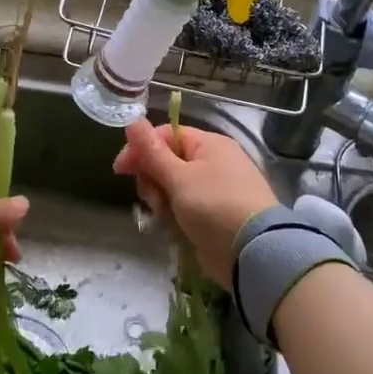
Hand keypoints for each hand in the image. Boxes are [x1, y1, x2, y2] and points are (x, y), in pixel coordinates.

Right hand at [112, 121, 276, 286]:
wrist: (252, 252)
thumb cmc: (215, 205)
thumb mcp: (179, 177)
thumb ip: (153, 152)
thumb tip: (133, 121)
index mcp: (208, 144)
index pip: (166, 135)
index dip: (141, 149)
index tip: (121, 169)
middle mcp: (212, 163)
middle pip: (166, 162)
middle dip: (153, 180)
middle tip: (155, 198)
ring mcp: (213, 191)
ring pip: (171, 188)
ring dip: (162, 201)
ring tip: (167, 216)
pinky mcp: (211, 216)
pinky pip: (183, 209)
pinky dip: (175, 217)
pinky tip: (175, 229)